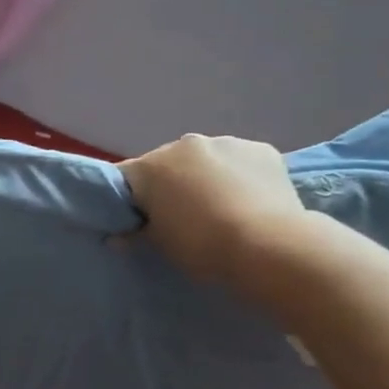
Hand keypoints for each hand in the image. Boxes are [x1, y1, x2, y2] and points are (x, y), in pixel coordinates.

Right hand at [119, 133, 307, 283]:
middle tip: (181, 217)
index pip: (124, 177)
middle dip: (170, 185)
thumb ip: (135, 235)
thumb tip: (118, 237)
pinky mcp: (262, 149)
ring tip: (221, 209)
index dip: (128, 199)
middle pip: (167, 164)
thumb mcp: (160, 246)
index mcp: (150, 166)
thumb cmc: (202, 246)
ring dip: (206, 177)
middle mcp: (183, 145)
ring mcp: (225, 142)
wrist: (270, 247)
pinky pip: (240, 162)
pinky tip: (250, 201)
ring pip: (206, 160)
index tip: (137, 220)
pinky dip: (239, 176)